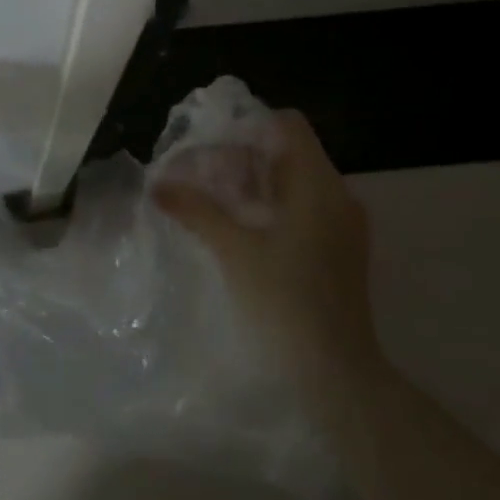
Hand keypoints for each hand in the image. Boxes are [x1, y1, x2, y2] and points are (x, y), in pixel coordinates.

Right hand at [152, 111, 379, 378]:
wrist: (337, 374)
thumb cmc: (285, 302)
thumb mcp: (234, 251)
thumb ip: (196, 209)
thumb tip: (158, 184)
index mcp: (318, 185)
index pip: (286, 125)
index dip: (245, 128)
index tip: (208, 151)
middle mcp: (337, 195)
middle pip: (285, 152)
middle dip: (238, 159)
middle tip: (196, 181)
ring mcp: (341, 225)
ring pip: (290, 182)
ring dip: (248, 185)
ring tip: (208, 205)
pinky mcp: (338, 250)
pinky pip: (299, 209)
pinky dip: (266, 208)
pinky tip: (235, 230)